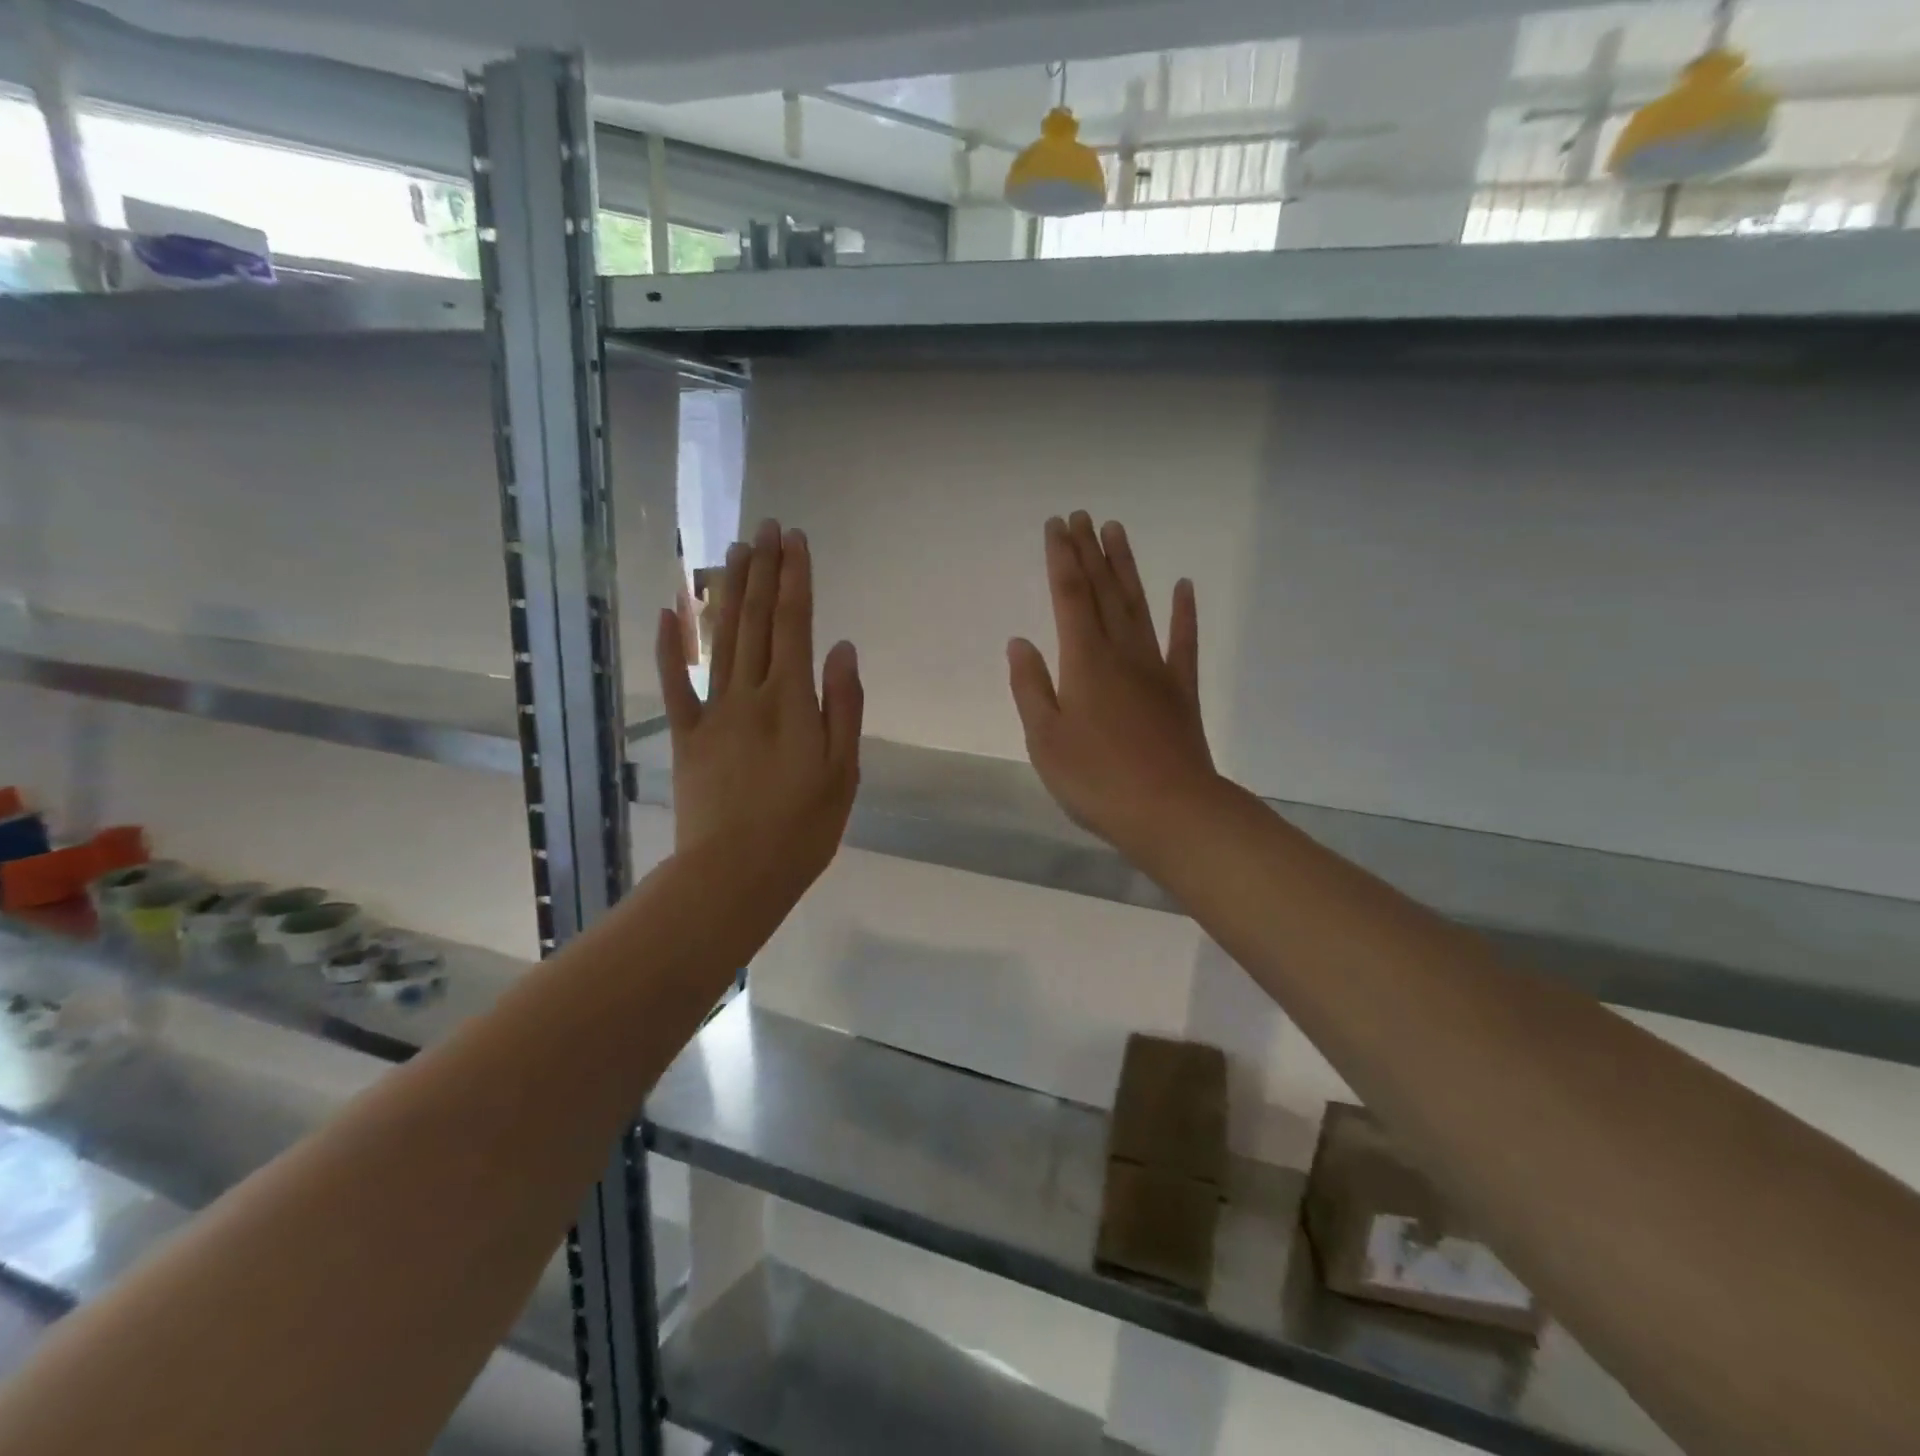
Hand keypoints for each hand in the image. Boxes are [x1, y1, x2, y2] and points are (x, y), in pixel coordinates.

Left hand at [655, 519, 862, 901]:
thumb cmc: (803, 827)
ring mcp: (712, 712)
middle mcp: (750, 694)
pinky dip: (670, 646)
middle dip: (761, 571)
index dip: (796, 579)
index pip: (795, 624)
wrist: (735, 873)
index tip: (796, 540)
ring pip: (720, 639)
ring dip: (726, 592)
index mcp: (792, 701)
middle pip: (755, 620)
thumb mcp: (844, 770)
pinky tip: (669, 611)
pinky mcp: (686, 735)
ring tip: (733, 552)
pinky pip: (675, 683)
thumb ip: (843, 705)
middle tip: (763, 528)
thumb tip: (842, 646)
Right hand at [1008, 514, 1218, 860]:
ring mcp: (1156, 669)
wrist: (1170, 810)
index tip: (1056, 525)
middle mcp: (1121, 653)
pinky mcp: (1181, 691)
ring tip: (1117, 532)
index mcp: (1083, 662)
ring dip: (1127, 568)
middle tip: (1082, 515)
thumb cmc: (1096, 780)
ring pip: (1138, 606)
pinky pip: (1184, 643)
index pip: (1068, 598)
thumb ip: (1031, 687)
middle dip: (1089, 552)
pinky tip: (1183, 587)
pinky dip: (1184, 614)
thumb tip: (1020, 642)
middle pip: (1103, 592)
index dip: (1060, 560)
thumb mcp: (1045, 740)